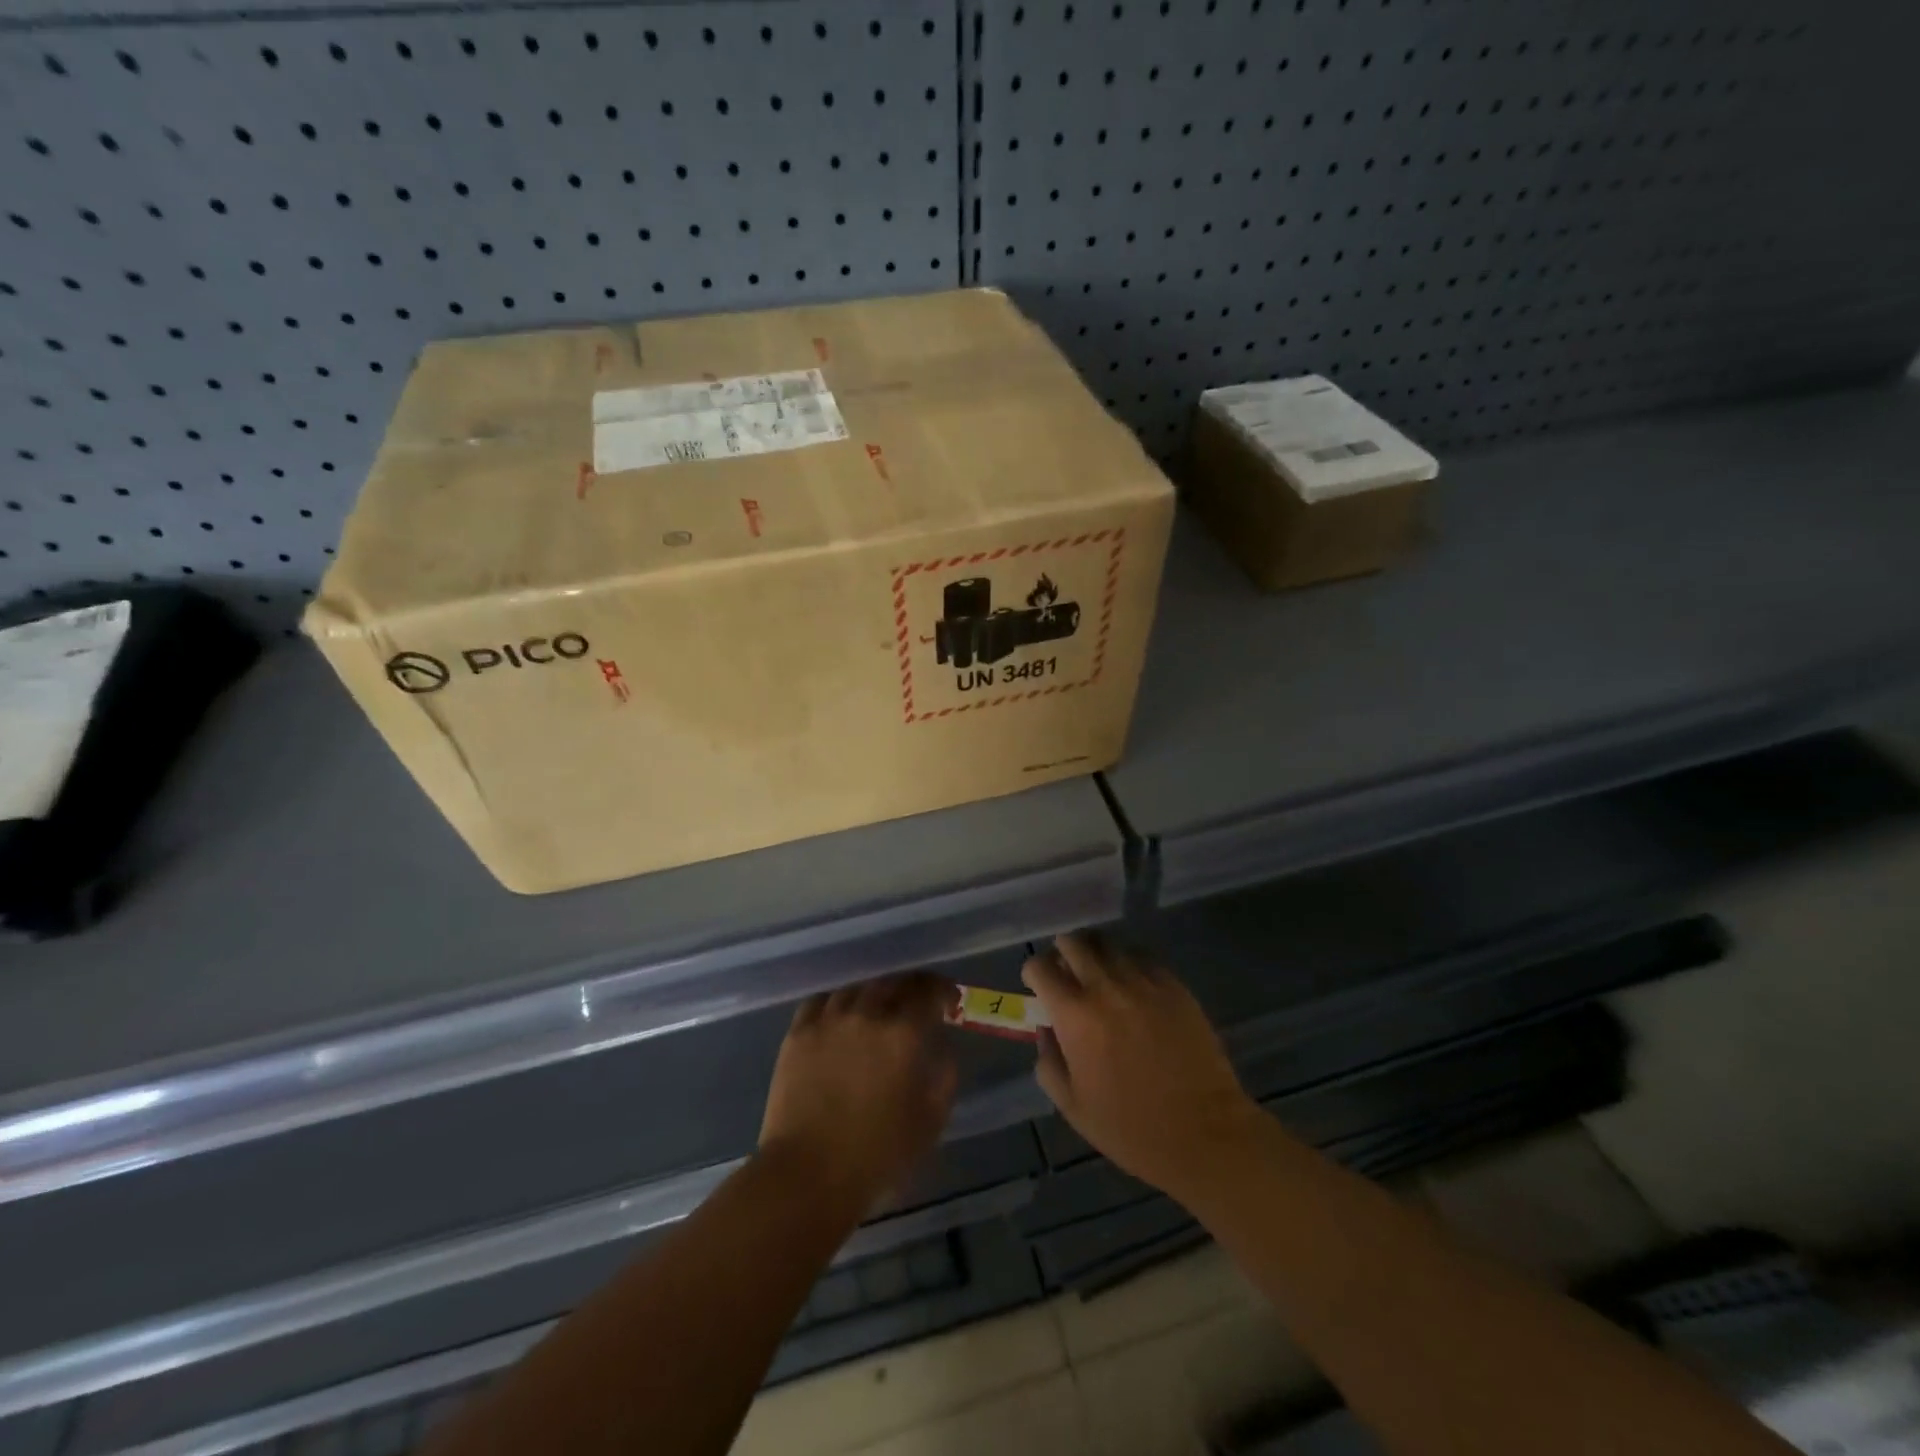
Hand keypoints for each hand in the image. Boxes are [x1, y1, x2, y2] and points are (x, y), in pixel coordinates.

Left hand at [759, 973, 958, 1217]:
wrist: (808, 1174)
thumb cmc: (877, 1155)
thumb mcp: (930, 1121)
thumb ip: (944, 1076)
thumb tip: (941, 1048)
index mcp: (904, 1033)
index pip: (928, 991)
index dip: (942, 990)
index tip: (947, 1000)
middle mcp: (868, 1014)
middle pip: (892, 984)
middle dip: (909, 990)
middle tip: (914, 1006)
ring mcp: (829, 1019)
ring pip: (857, 989)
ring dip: (873, 996)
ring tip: (876, 1011)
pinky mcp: (799, 1032)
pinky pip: (822, 1001)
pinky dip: (837, 1003)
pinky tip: (840, 1017)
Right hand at [1023, 932, 1261, 1197]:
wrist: (1204, 1132)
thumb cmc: (1131, 1128)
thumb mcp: (1072, 1107)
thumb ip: (1049, 1063)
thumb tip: (1046, 1031)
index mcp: (1075, 1015)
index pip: (1041, 967)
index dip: (1033, 972)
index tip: (1038, 985)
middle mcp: (1105, 987)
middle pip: (1074, 942)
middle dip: (1063, 952)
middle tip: (1067, 972)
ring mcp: (1143, 982)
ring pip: (1109, 944)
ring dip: (1096, 953)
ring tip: (1099, 974)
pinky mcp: (1174, 985)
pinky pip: (1142, 957)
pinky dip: (1129, 963)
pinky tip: (1133, 985)